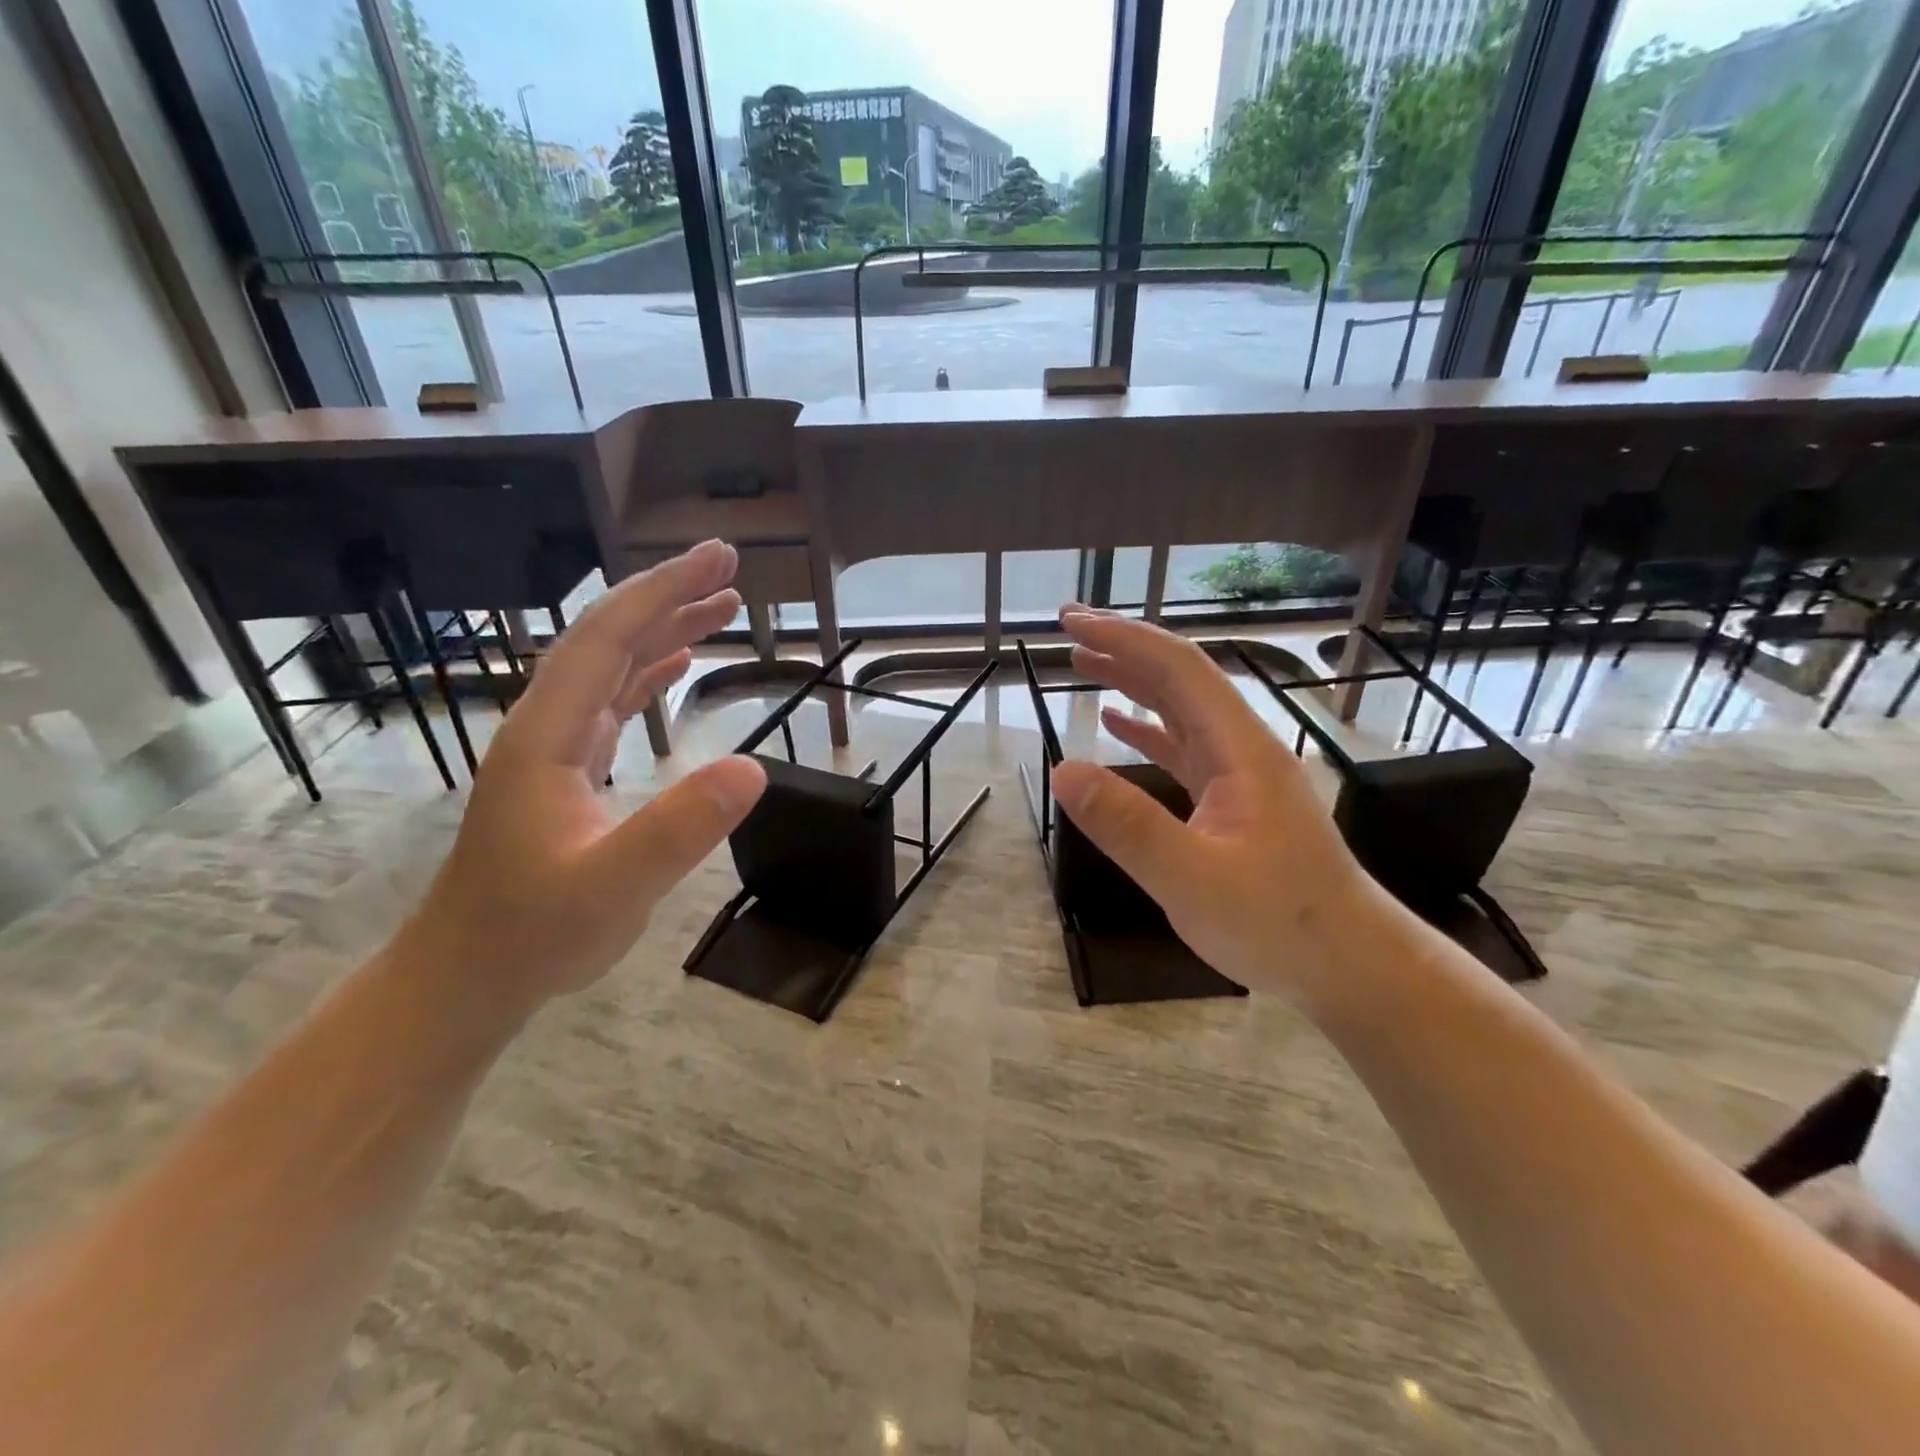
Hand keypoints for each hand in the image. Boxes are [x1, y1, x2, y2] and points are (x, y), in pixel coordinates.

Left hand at [399, 540, 765, 1014]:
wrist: (467, 977)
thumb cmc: (533, 933)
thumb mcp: (614, 886)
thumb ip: (680, 828)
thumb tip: (754, 767)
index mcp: (548, 736)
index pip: (608, 640)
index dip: (664, 592)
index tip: (719, 560)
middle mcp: (546, 727)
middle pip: (608, 639)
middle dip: (668, 595)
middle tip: (730, 567)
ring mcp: (553, 748)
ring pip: (611, 667)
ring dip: (664, 630)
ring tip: (721, 605)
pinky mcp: (566, 771)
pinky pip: (612, 702)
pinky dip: (649, 673)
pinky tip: (676, 665)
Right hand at [1048, 607, 1373, 1000]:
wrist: (1348, 963)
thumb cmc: (1278, 923)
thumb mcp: (1193, 879)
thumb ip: (1129, 825)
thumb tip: (1064, 770)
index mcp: (1240, 750)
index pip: (1179, 670)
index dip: (1125, 638)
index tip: (1074, 622)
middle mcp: (1242, 748)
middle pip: (1181, 678)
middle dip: (1125, 647)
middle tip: (1069, 630)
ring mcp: (1240, 774)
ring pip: (1181, 709)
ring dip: (1132, 681)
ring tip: (1083, 663)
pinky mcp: (1233, 800)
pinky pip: (1183, 747)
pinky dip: (1146, 727)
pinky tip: (1115, 724)